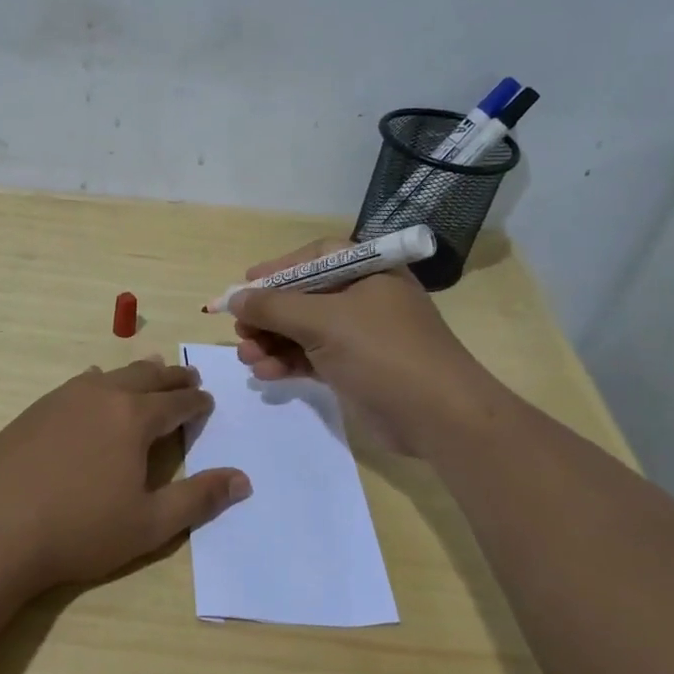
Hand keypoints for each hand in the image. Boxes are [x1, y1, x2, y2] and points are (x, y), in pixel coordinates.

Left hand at [0, 358, 249, 589]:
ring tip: (151, 371)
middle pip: (147, 377)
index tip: (207, 402)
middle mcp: (103, 395)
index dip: (196, 403)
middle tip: (188, 378)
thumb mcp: (149, 524)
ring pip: (112, 374)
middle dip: (172, 378)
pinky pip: (79, 383)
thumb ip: (198, 499)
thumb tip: (243, 479)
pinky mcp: (35, 409)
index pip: (177, 403)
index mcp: (135, 418)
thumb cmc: (80, 529)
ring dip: (137, 373)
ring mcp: (64, 397)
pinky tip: (94, 384)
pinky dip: (99, 381)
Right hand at [228, 238, 490, 454]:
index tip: (244, 286)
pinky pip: (311, 357)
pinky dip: (287, 362)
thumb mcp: (324, 321)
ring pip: (303, 330)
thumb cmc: (383, 352)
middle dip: (268, 315)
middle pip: (303, 296)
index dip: (277, 270)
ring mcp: (360, 335)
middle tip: (240, 331)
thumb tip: (234, 298)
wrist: (438, 415)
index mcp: (367, 271)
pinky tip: (266, 374)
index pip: (314, 258)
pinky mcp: (355, 368)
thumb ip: (274, 306)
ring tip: (247, 358)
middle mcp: (363, 297)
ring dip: (272, 342)